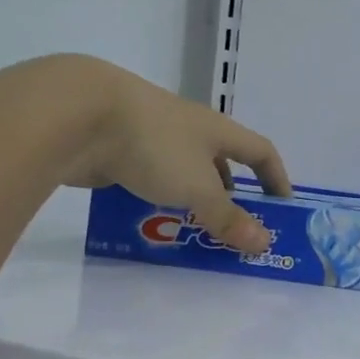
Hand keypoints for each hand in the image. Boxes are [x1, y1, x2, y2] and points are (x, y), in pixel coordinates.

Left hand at [38, 57, 291, 254]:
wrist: (78, 116)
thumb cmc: (155, 146)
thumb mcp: (199, 188)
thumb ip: (229, 218)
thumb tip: (264, 243)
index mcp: (217, 130)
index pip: (261, 151)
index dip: (276, 177)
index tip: (281, 207)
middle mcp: (189, 128)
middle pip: (220, 161)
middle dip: (229, 194)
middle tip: (231, 227)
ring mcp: (151, 134)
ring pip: (181, 170)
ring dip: (190, 198)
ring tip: (189, 229)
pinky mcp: (118, 145)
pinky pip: (147, 175)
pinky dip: (154, 196)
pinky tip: (146, 218)